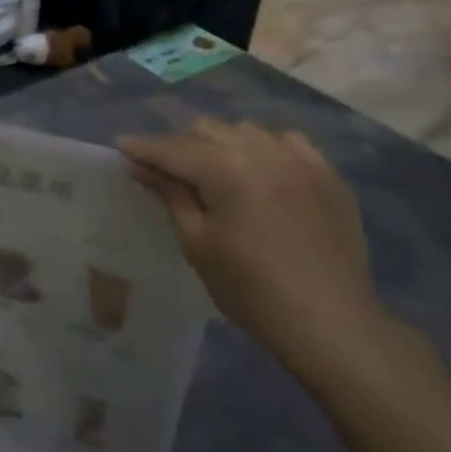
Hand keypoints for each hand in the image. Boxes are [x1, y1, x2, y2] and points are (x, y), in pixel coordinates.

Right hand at [118, 120, 395, 386]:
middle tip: (164, 170)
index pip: (173, 149)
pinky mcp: (327, 174)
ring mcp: (300, 159)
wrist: (329, 321)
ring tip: (210, 170)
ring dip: (220, 143)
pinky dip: (263, 147)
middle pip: (208, 129)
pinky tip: (259, 169)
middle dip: (180, 144)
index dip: (144, 147)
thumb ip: (170, 195)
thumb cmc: (249, 289)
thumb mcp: (197, 242)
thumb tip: (139, 165)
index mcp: (227, 170)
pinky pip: (287, 142)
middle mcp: (263, 151)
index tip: (121, 146)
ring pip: (246, 130)